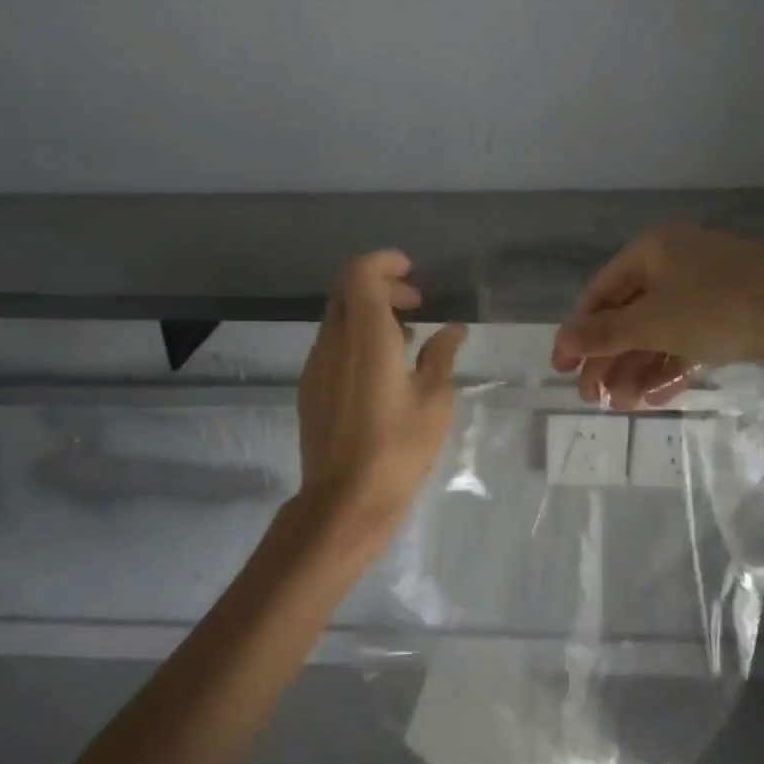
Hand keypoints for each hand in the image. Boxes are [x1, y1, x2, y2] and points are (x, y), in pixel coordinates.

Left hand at [298, 250, 467, 536]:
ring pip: (337, 317)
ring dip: (368, 313)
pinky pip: (332, 344)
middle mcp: (334, 341)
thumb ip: (441, 356)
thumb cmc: (398, 449)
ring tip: (405, 337)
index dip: (385, 263)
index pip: (361, 274)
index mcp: (367, 336)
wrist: (345, 500)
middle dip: (380, 285)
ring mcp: (317, 365)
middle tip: (416, 303)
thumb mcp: (434, 401)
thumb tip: (452, 330)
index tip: (412, 273)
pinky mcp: (311, 387)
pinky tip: (382, 368)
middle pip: (346, 290)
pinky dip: (356, 337)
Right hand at [551, 225, 763, 407]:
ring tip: (624, 406)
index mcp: (653, 251)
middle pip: (629, 315)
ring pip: (658, 331)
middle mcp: (676, 263)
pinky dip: (670, 366)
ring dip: (637, 369)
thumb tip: (563, 341)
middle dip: (610, 359)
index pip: (600, 292)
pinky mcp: (730, 314)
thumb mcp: (652, 323)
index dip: (578, 331)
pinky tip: (656, 397)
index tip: (563, 368)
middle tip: (594, 398)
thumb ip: (604, 334)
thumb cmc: (718, 309)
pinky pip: (688, 339)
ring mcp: (706, 288)